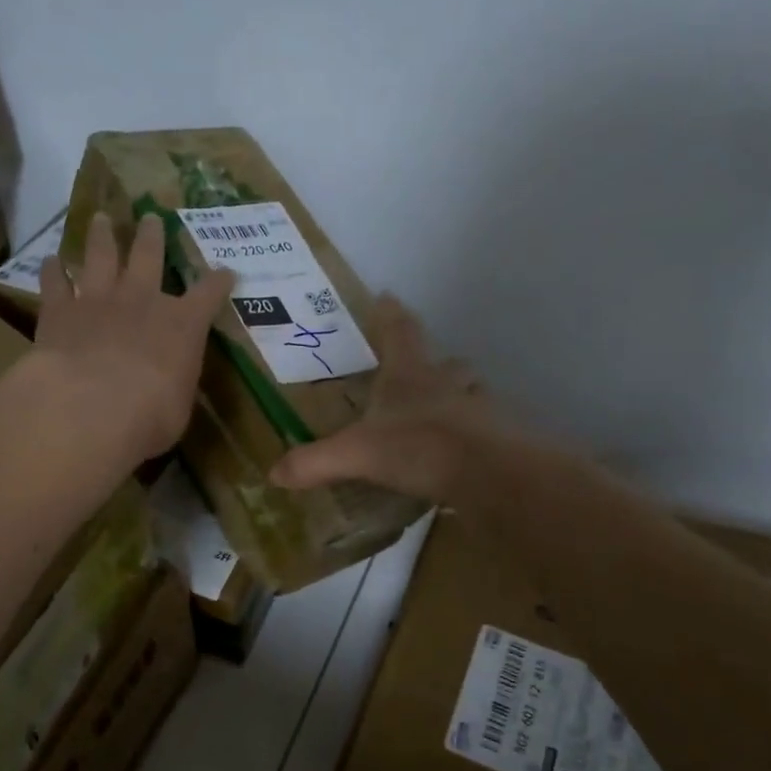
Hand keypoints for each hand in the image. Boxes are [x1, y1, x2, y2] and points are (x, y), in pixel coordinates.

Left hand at [30, 212, 233, 466]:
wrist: (93, 407)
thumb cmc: (151, 415)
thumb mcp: (179, 406)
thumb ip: (175, 386)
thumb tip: (170, 386)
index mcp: (183, 325)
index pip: (209, 295)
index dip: (218, 282)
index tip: (226, 272)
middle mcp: (143, 301)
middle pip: (149, 256)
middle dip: (152, 236)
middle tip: (150, 218)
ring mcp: (99, 300)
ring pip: (100, 255)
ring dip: (101, 236)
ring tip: (100, 218)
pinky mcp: (59, 310)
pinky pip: (54, 282)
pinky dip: (51, 270)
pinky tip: (49, 261)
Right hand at [270, 295, 497, 502]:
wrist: (485, 473)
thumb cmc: (417, 447)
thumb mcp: (355, 455)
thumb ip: (315, 462)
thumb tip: (274, 473)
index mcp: (410, 375)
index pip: (400, 332)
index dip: (391, 314)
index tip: (386, 296)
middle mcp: (447, 384)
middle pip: (447, 362)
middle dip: (436, 363)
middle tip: (422, 371)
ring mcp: (477, 410)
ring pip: (471, 393)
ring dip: (459, 396)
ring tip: (444, 412)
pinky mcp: (496, 440)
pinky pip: (484, 431)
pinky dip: (472, 436)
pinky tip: (458, 454)